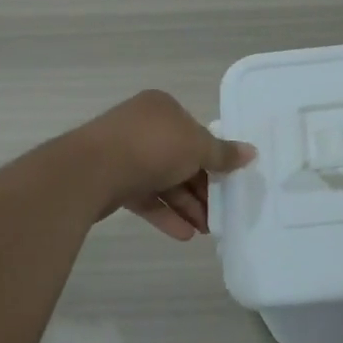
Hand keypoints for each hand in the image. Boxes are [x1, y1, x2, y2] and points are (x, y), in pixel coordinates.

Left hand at [77, 90, 255, 240]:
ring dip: (186, 206)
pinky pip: (145, 198)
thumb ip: (223, 154)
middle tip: (219, 214)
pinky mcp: (112, 182)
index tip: (228, 183)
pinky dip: (164, 214)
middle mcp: (142, 127)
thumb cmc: (152, 148)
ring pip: (163, 181)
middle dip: (201, 189)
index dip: (214, 159)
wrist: (91, 171)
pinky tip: (183, 234)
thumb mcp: (197, 147)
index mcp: (162, 109)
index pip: (195, 133)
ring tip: (205, 230)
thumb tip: (252, 152)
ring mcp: (124, 154)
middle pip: (181, 159)